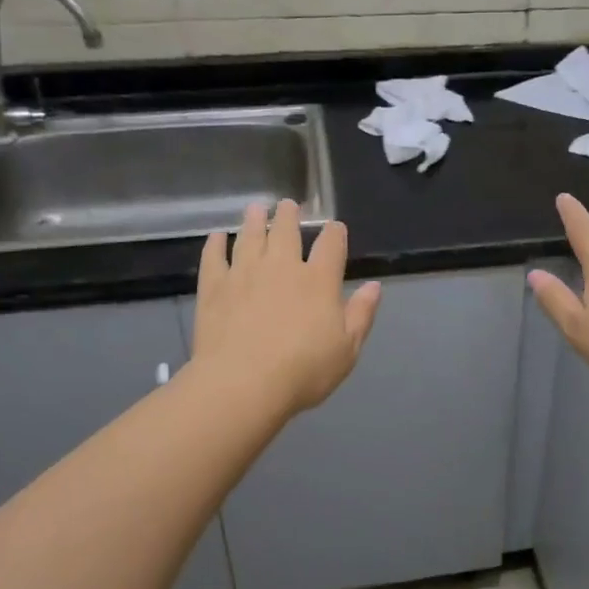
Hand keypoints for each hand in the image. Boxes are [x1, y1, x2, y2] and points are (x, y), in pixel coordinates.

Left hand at [192, 200, 381, 414]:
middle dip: (289, 216)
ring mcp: (245, 273)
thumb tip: (374, 286)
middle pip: (286, 232)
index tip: (335, 227)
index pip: (331, 245)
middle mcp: (282, 267)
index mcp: (319, 280)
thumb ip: (361, 314)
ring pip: (250, 237)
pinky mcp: (215, 287)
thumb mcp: (347, 349)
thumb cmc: (304, 370)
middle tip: (287, 204)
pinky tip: (217, 237)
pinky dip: (215, 245)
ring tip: (255, 209)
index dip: (335, 233)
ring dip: (254, 221)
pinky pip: (214, 258)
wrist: (243, 384)